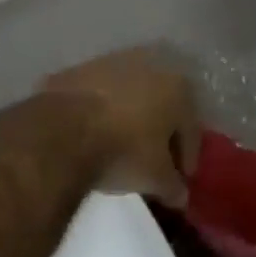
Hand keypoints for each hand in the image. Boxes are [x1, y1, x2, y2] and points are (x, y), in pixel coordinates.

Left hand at [40, 49, 202, 206]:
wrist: (64, 129)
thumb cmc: (124, 150)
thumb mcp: (155, 178)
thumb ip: (173, 186)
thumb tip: (180, 195)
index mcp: (178, 87)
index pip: (191, 127)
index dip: (188, 156)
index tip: (180, 178)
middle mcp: (151, 64)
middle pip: (163, 104)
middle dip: (161, 130)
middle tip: (155, 159)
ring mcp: (114, 61)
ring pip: (132, 93)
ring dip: (132, 115)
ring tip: (122, 143)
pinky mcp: (82, 67)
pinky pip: (102, 93)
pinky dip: (104, 109)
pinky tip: (96, 130)